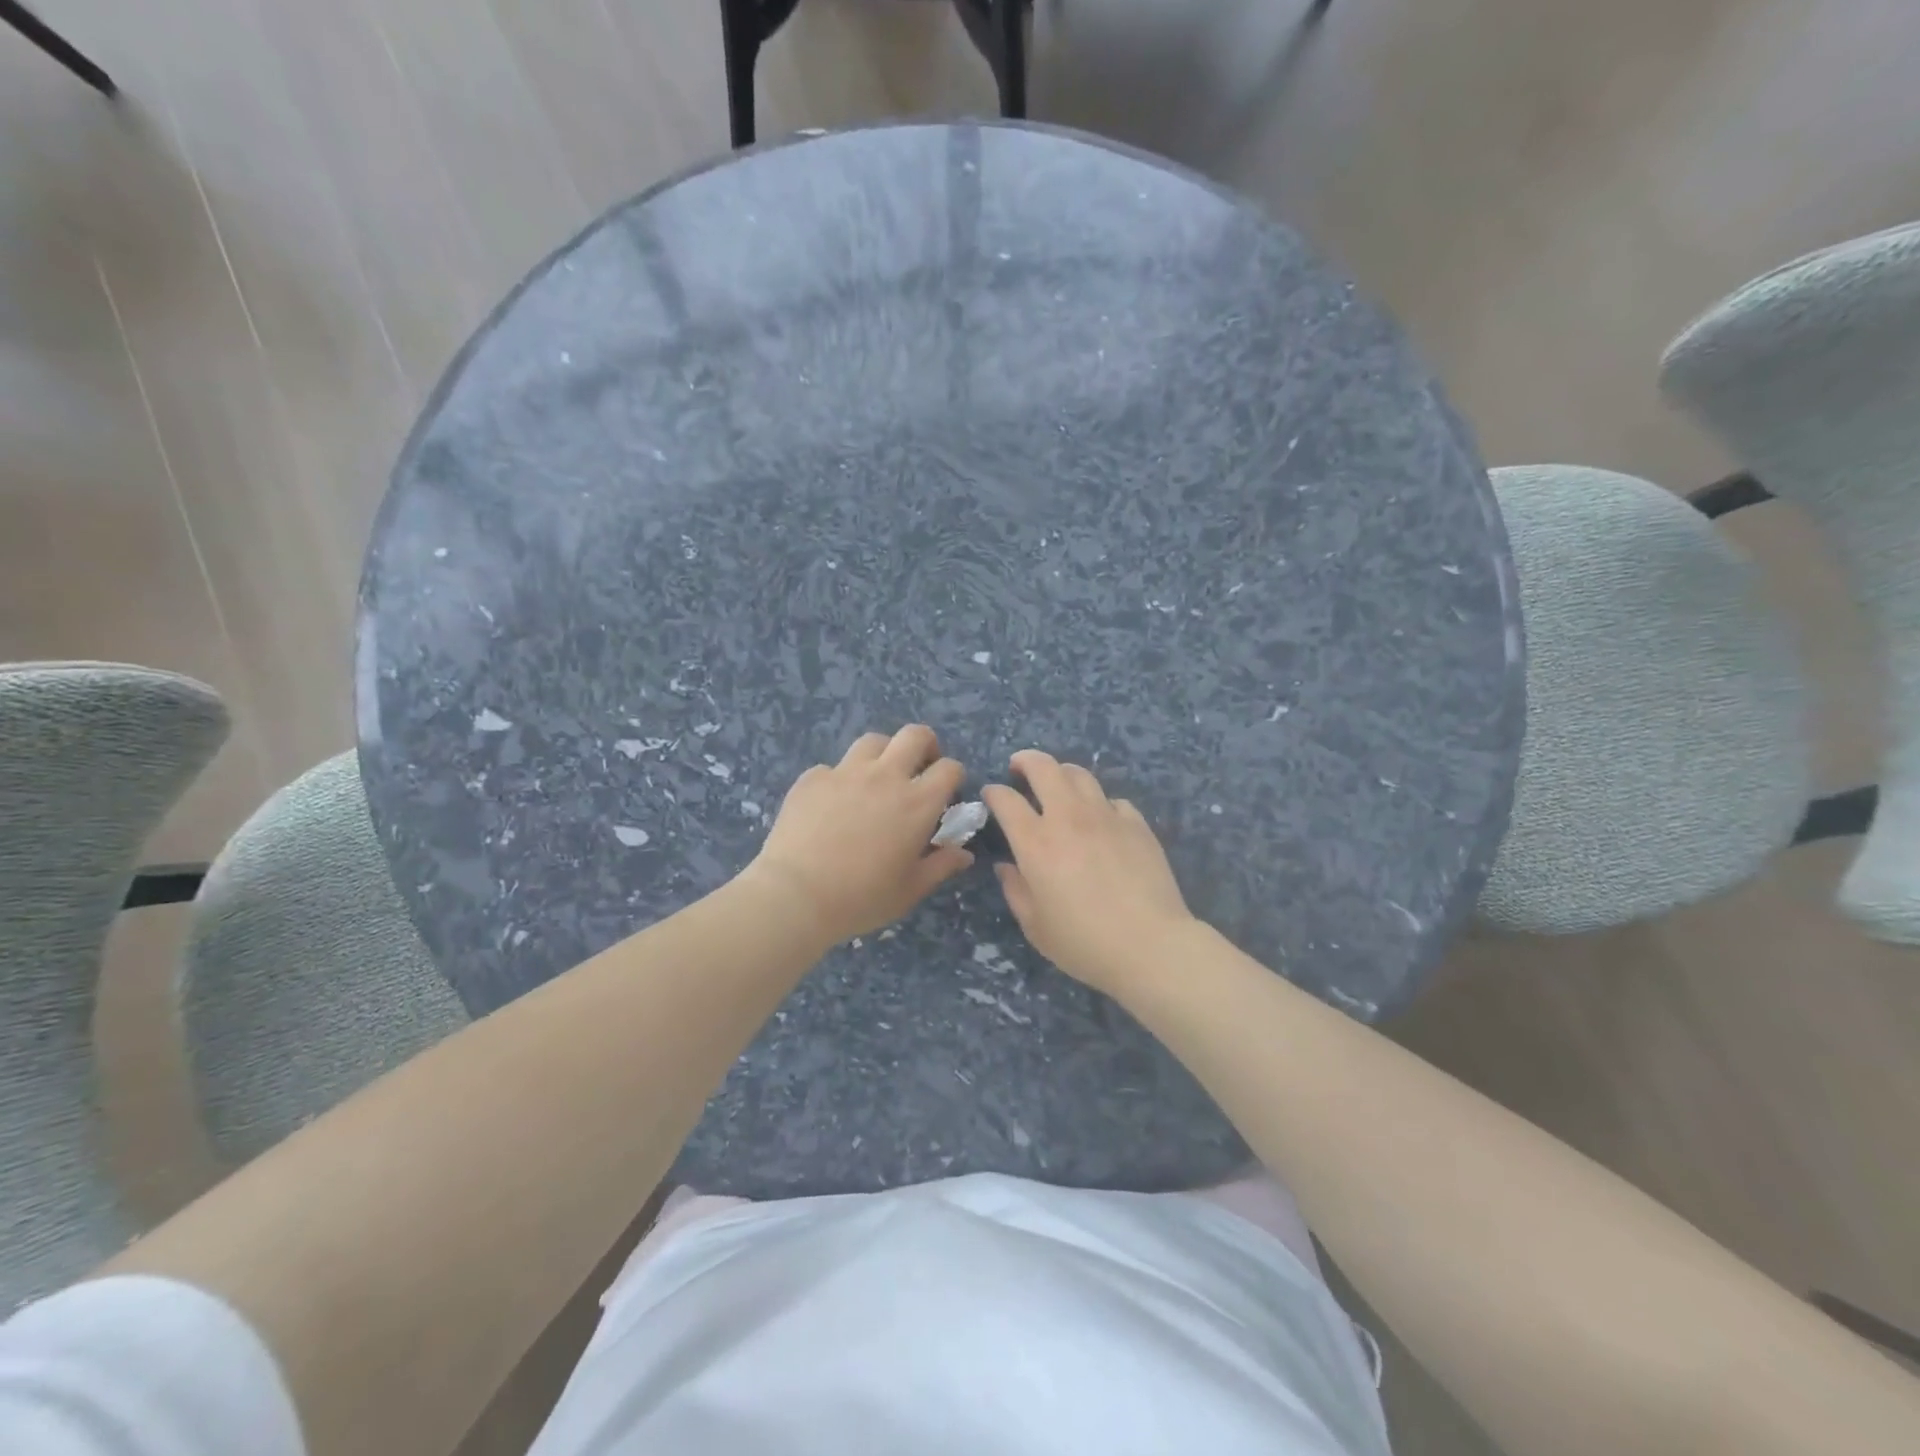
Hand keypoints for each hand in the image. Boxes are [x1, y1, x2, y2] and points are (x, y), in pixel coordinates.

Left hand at [745, 726, 972, 945]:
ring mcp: (846, 772)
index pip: (949, 768)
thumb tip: (964, 853)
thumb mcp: (910, 890)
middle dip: (925, 745)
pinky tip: (832, 803)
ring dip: (883, 754)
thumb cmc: (862, 897)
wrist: (796, 895)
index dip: (953, 776)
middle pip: (915, 735)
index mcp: (918, 802)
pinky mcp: (813, 778)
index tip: (946, 792)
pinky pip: (833, 767)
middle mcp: (886, 776)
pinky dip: (840, 779)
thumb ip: (941, 866)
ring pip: (873, 741)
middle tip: (920, 767)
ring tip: (877, 778)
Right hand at [982, 751, 1196, 996]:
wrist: (1150, 945)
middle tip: (1019, 767)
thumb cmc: (1084, 943)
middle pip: (1044, 768)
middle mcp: (1068, 818)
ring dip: (1062, 773)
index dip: (993, 793)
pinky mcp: (1137, 824)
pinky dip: (1100, 803)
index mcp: (1036, 843)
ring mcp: (1106, 816)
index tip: (990, 795)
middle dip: (1026, 760)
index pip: (1006, 800)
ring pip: (1080, 774)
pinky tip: (1101, 819)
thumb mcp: (1035, 926)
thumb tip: (1006, 867)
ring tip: (1058, 783)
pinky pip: (1112, 800)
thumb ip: (1015, 890)